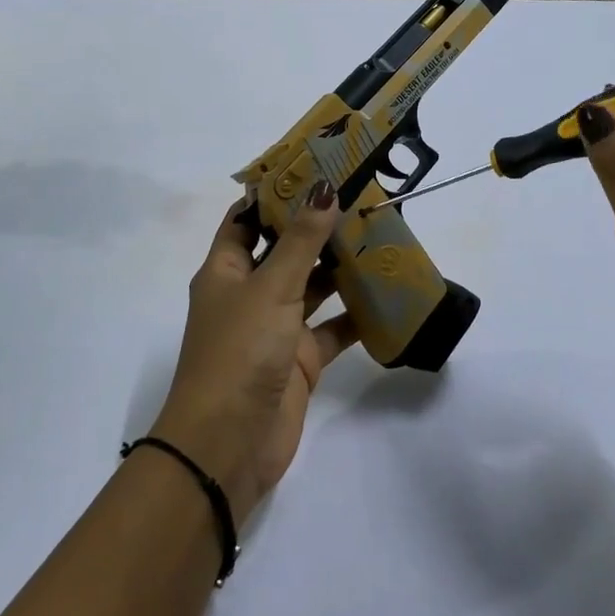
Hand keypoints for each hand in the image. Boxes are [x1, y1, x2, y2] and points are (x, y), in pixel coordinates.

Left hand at [153, 182, 357, 525]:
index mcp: (226, 271)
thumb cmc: (239, 352)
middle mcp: (249, 295)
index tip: (314, 169)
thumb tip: (324, 189)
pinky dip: (356, 316)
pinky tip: (388, 296)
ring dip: (341, 268)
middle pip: (285, 251)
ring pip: (313, 288)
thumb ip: (301, 241)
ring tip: (381, 237)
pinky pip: (332, 329)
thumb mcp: (269, 288)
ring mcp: (276, 329)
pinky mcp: (301, 361)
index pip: (247, 220)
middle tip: (362, 199)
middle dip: (318, 228)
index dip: (275, 195)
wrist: (228, 446)